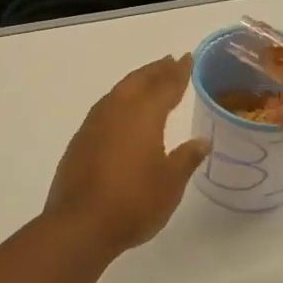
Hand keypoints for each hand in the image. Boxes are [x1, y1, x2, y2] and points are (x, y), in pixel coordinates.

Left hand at [44, 55, 209, 254]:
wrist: (80, 224)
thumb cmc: (134, 202)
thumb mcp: (171, 183)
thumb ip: (186, 158)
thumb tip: (202, 140)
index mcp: (144, 115)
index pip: (166, 85)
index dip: (179, 72)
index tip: (187, 58)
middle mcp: (118, 110)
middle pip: (139, 81)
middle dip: (156, 70)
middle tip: (170, 62)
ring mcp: (95, 123)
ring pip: (119, 91)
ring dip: (136, 81)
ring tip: (149, 79)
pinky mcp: (80, 139)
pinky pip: (105, 106)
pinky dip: (119, 99)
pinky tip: (122, 110)